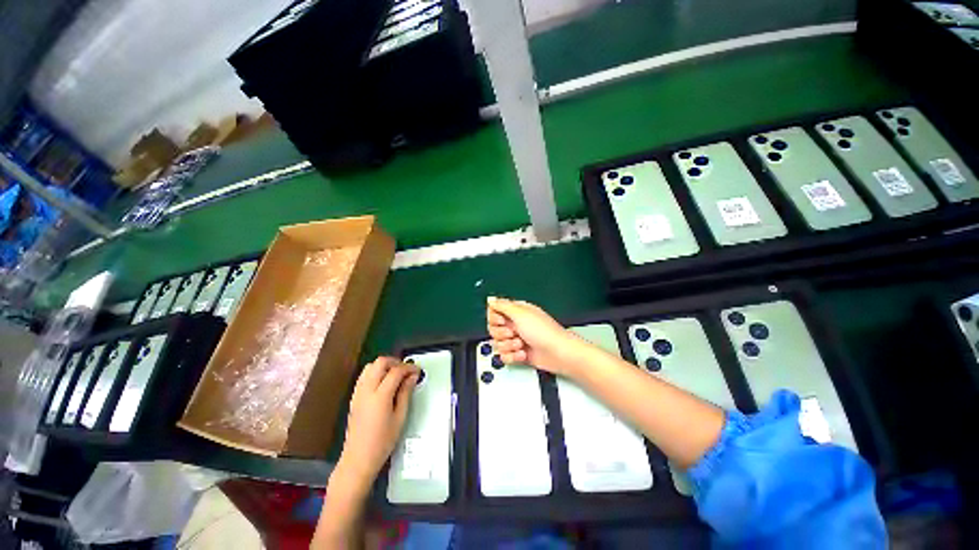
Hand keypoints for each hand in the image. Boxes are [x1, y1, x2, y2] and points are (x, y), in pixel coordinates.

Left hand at [337, 357, 418, 490]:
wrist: (358, 459)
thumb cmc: (382, 442)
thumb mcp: (400, 417)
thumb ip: (405, 393)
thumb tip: (412, 378)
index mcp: (380, 396)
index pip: (396, 371)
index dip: (409, 368)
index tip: (417, 371)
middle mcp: (367, 391)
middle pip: (380, 362)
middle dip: (396, 362)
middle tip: (406, 370)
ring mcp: (358, 393)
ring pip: (370, 366)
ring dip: (384, 366)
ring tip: (395, 375)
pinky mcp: (354, 398)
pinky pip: (364, 376)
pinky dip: (375, 372)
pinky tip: (383, 382)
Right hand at [486, 296, 585, 375]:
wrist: (557, 353)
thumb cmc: (544, 332)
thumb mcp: (520, 314)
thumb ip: (502, 305)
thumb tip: (490, 299)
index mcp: (516, 311)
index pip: (494, 312)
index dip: (494, 318)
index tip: (502, 321)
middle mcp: (515, 324)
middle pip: (494, 329)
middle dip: (502, 334)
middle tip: (514, 333)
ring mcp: (516, 339)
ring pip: (498, 344)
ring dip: (509, 346)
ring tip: (521, 344)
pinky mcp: (518, 353)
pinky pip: (505, 356)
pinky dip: (513, 357)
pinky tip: (523, 353)